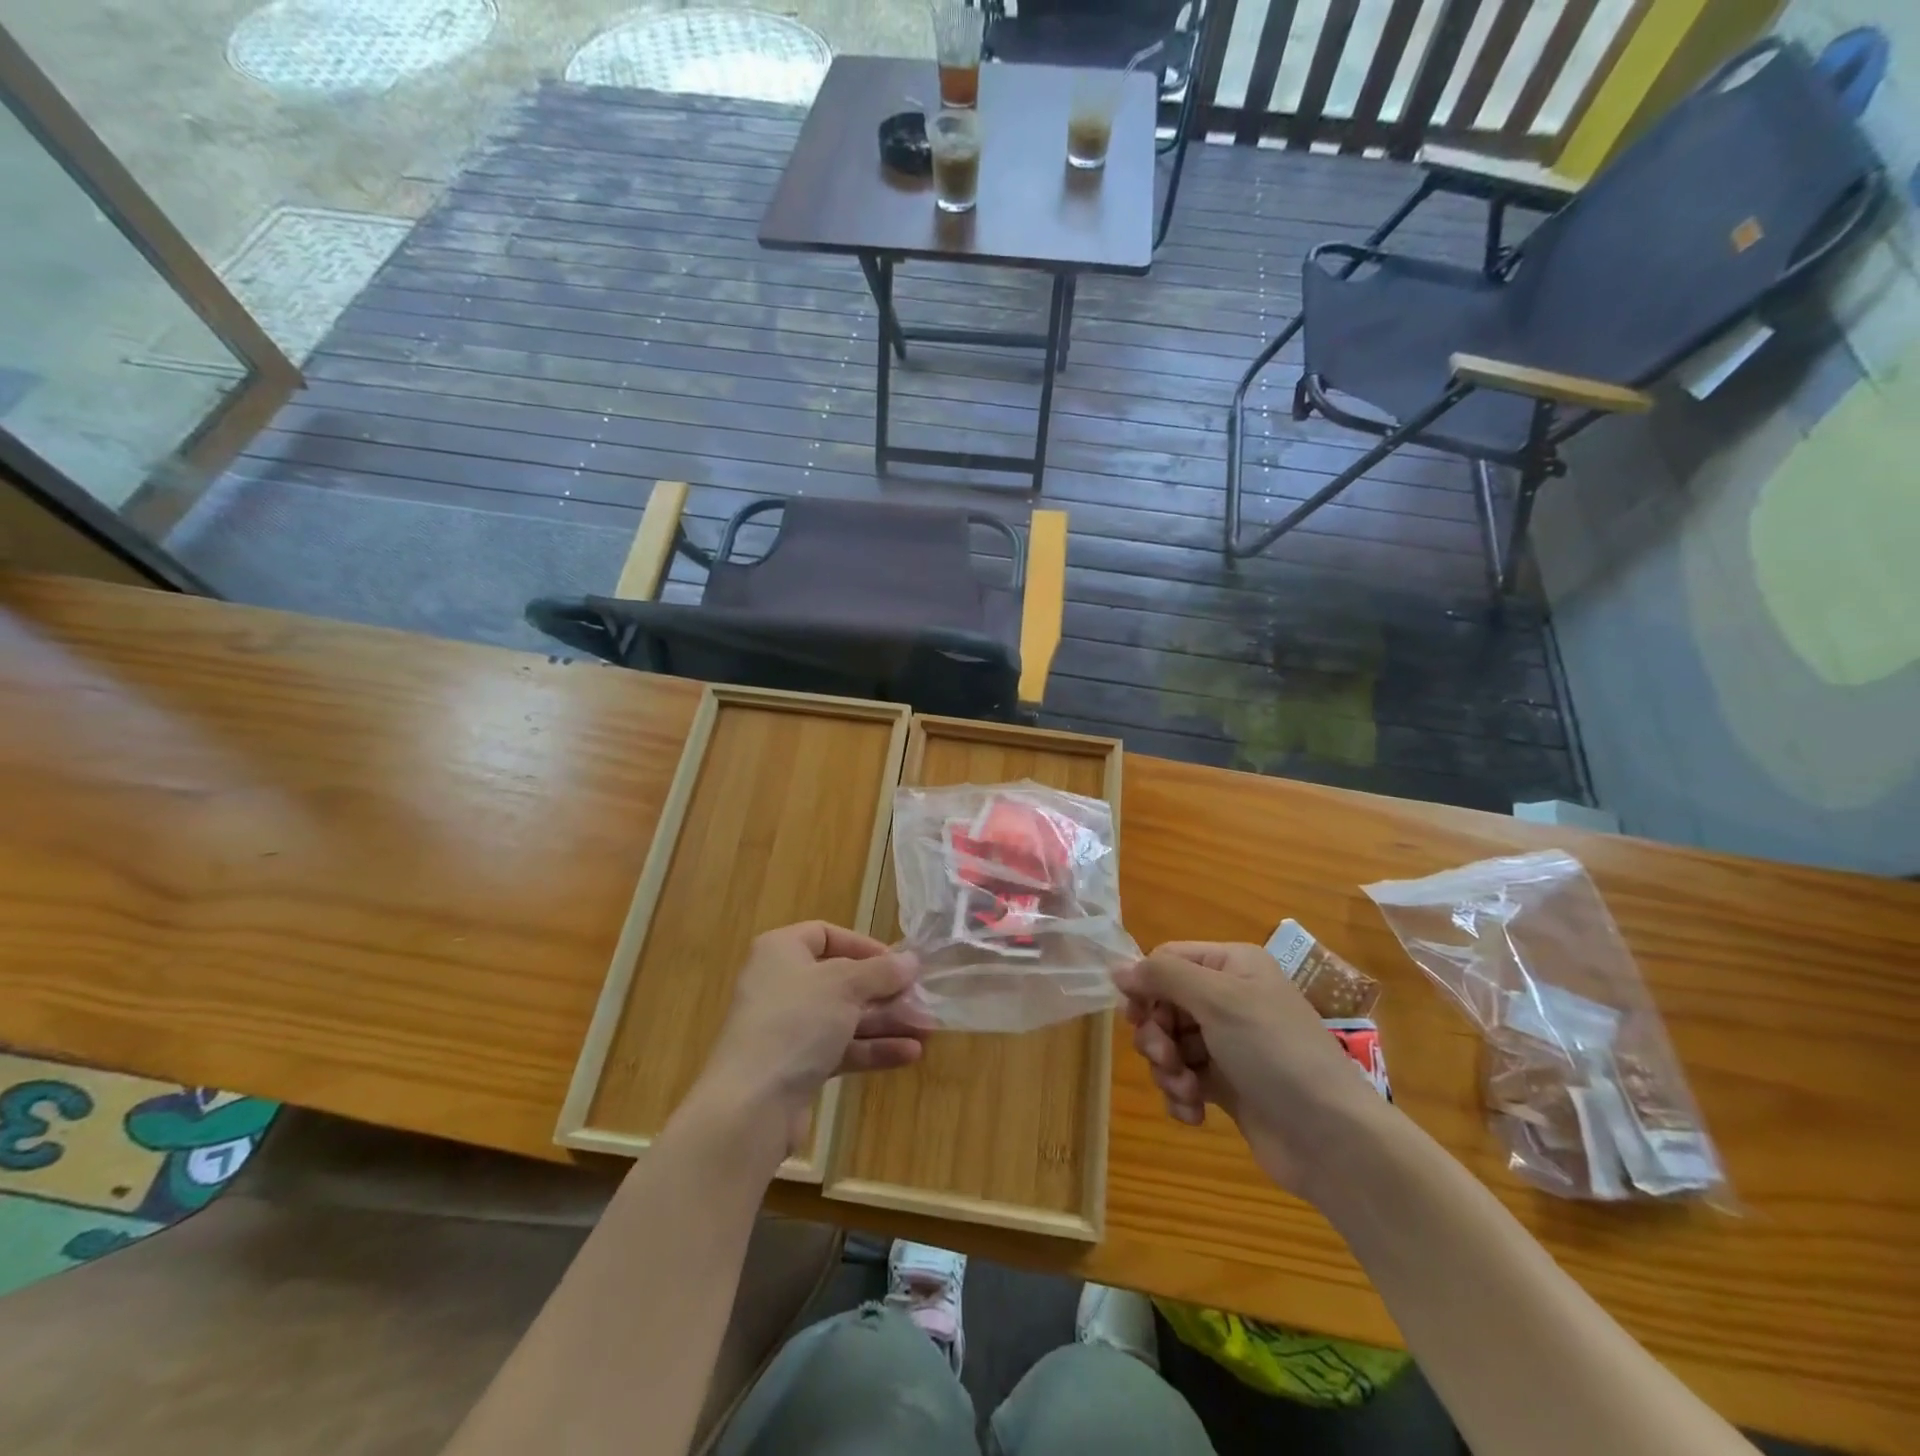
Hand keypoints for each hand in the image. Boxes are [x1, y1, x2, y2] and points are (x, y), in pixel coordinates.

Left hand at [697, 922, 928, 1153]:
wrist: (751, 1104)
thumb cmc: (796, 1022)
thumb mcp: (845, 985)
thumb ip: (881, 971)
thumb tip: (911, 961)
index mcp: (782, 952)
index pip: (825, 934)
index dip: (863, 945)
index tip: (896, 962)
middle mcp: (782, 984)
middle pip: (841, 979)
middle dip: (884, 991)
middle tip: (922, 999)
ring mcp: (789, 1028)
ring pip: (845, 1017)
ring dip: (886, 1022)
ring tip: (926, 1029)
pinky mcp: (797, 1066)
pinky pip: (841, 1048)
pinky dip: (872, 1049)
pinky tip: (909, 1054)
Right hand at [1113, 941, 1387, 1192]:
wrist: (1332, 1139)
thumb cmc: (1274, 1052)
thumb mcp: (1218, 1000)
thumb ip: (1163, 976)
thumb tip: (1118, 968)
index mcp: (1232, 966)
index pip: (1167, 960)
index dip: (1146, 986)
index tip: (1137, 1016)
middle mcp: (1229, 998)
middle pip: (1164, 1003)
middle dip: (1156, 1034)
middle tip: (1165, 1058)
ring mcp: (1229, 1043)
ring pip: (1170, 1043)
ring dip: (1167, 1068)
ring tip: (1187, 1091)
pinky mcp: (1228, 1085)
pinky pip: (1185, 1078)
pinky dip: (1181, 1095)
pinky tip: (1194, 1113)